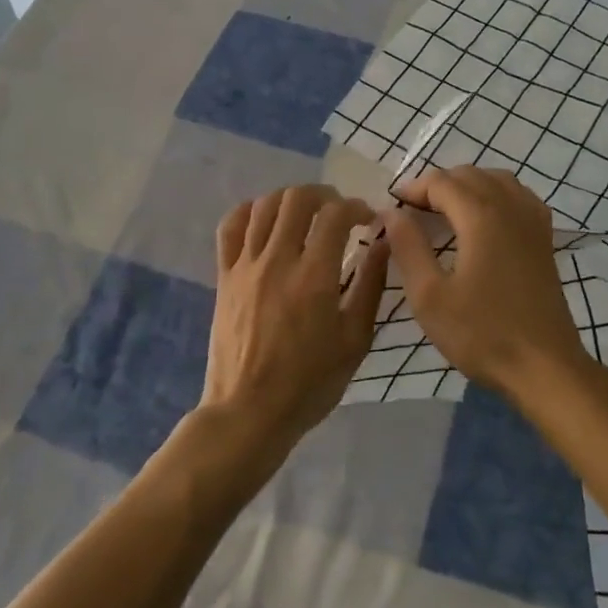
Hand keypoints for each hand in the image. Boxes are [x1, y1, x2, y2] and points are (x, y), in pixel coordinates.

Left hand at [202, 185, 389, 466]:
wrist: (250, 411)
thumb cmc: (311, 382)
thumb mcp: (355, 339)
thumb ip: (371, 285)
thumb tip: (383, 242)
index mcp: (314, 276)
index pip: (335, 214)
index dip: (356, 207)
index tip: (367, 220)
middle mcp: (277, 260)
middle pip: (297, 198)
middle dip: (325, 195)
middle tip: (338, 213)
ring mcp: (246, 266)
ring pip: (264, 205)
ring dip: (290, 200)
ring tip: (306, 215)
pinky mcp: (224, 276)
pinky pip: (230, 227)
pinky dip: (249, 212)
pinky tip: (265, 221)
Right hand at [384, 167, 588, 399]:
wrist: (544, 366)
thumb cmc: (481, 333)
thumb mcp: (429, 296)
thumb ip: (408, 247)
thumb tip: (391, 213)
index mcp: (481, 216)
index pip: (441, 182)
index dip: (412, 189)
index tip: (391, 208)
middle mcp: (511, 207)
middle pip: (470, 175)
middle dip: (437, 185)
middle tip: (411, 213)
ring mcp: (533, 222)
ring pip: (497, 180)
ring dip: (467, 186)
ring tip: (443, 212)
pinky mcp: (545, 240)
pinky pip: (518, 197)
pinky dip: (495, 196)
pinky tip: (483, 220)